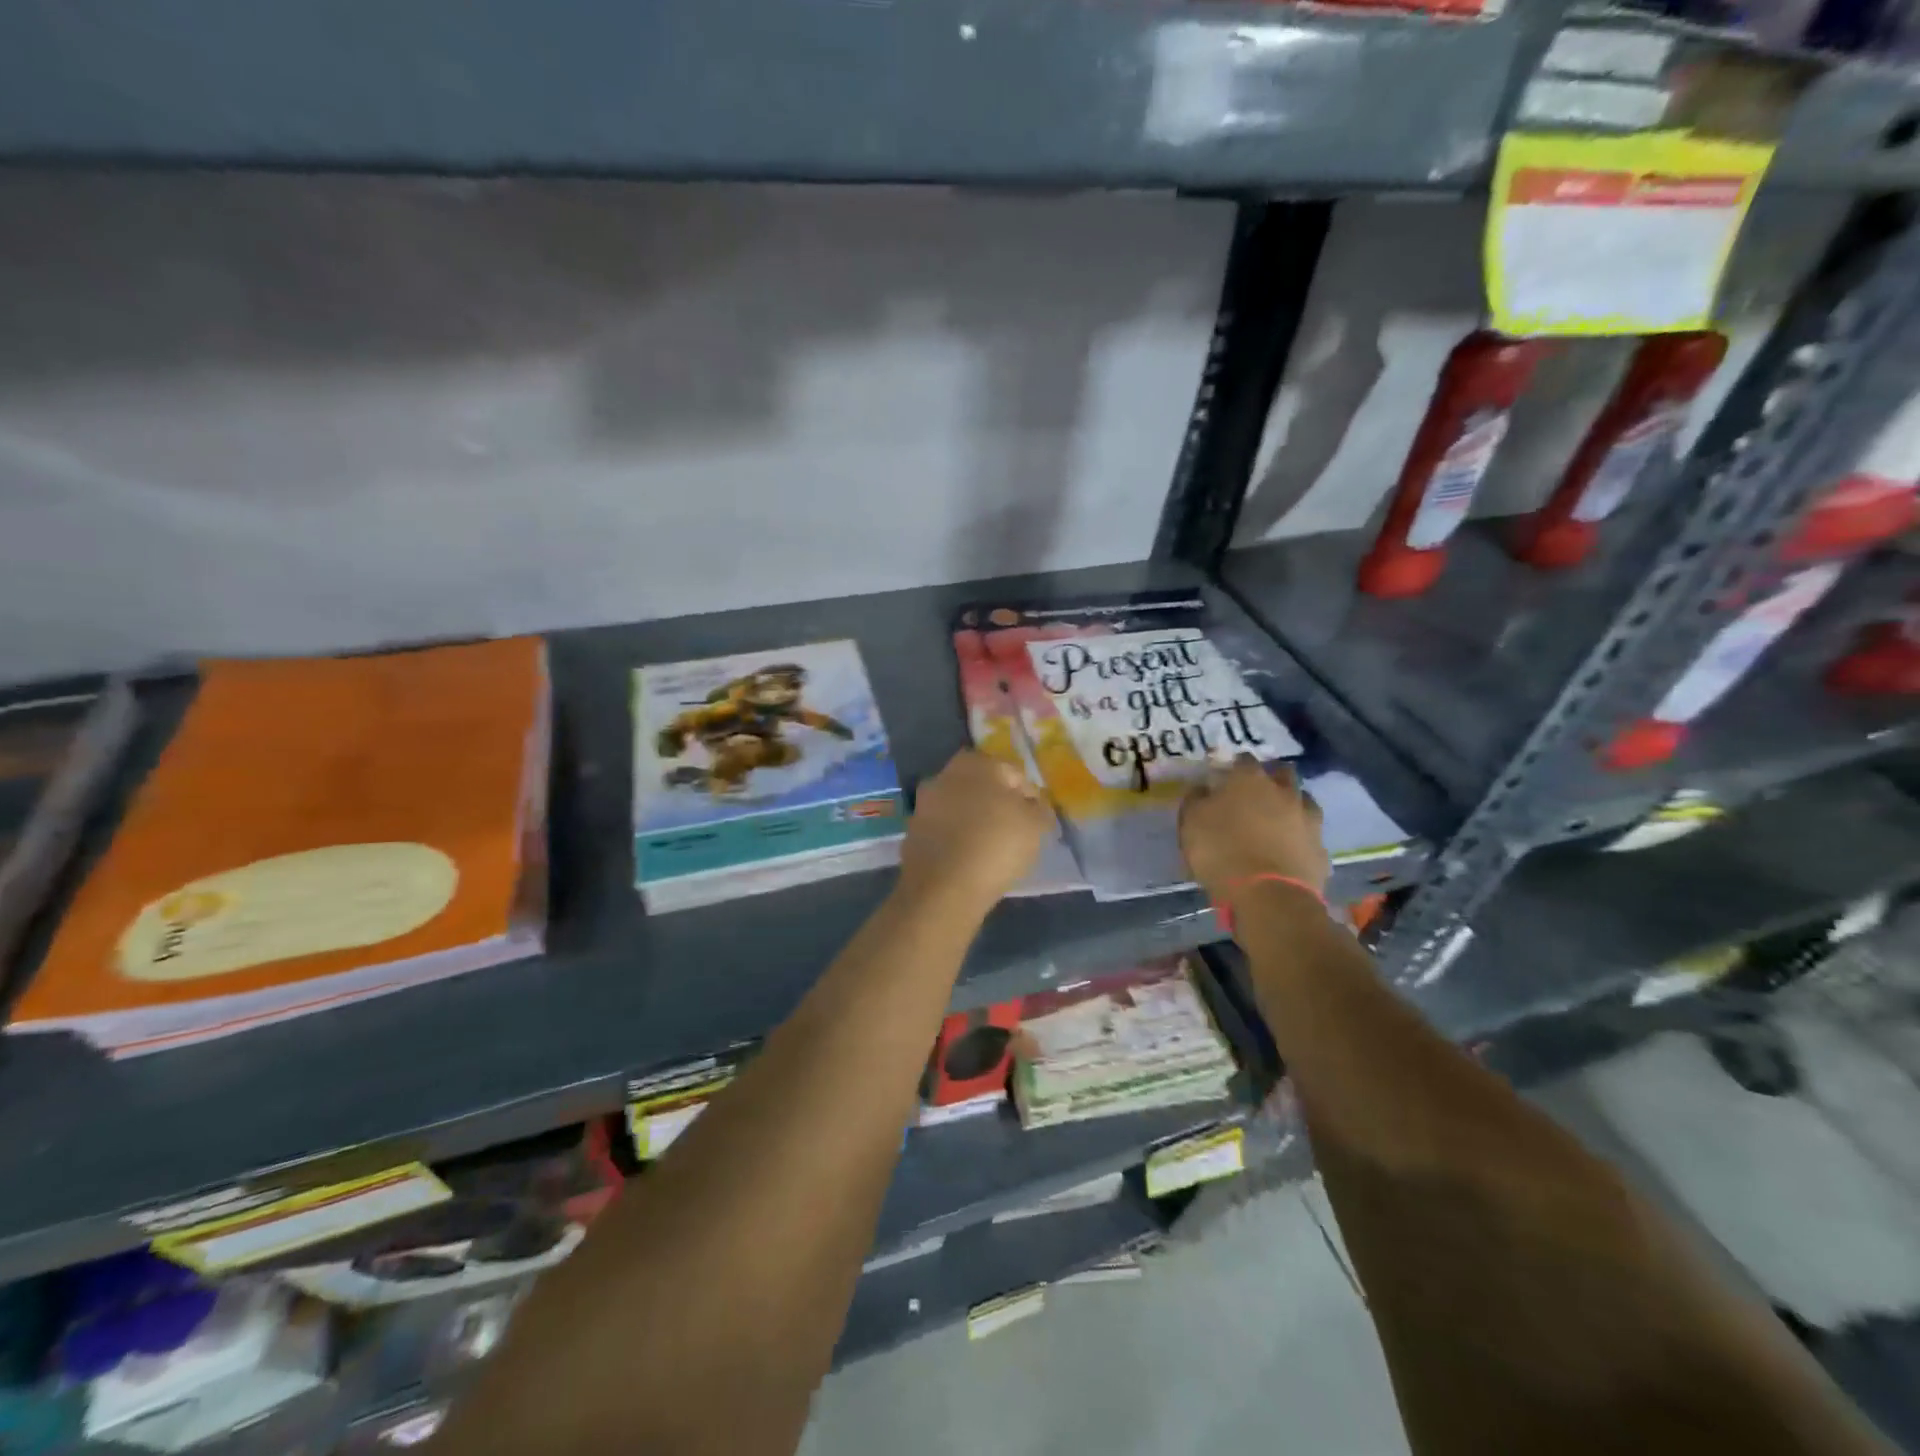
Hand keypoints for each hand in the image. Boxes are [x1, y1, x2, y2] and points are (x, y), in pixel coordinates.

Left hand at [898, 750, 1051, 915]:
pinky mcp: (912, 832)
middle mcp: (945, 774)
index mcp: (976, 762)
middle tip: (1014, 833)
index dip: (1028, 797)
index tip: (1034, 822)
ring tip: (992, 850)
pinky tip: (969, 860)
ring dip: (974, 822)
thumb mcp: (1036, 825)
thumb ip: (1040, 809)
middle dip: (997, 806)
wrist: (944, 887)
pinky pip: (944, 831)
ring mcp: (924, 803)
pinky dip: (956, 840)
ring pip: (961, 809)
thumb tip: (1033, 806)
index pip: (1013, 774)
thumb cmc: (996, 844)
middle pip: (983, 788)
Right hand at [1179, 756, 1327, 902]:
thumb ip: (1196, 799)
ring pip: (1303, 801)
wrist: (1268, 896)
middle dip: (1271, 778)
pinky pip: (1309, 836)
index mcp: (1249, 779)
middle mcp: (1284, 792)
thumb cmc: (1221, 852)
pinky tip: (1289, 850)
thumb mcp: (1191, 822)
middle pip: (1282, 773)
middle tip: (1255, 793)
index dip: (1233, 767)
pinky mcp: (1320, 849)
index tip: (1224, 777)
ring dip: (1291, 805)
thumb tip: (1202, 787)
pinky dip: (1300, 838)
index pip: (1243, 760)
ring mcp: (1307, 819)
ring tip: (1276, 821)